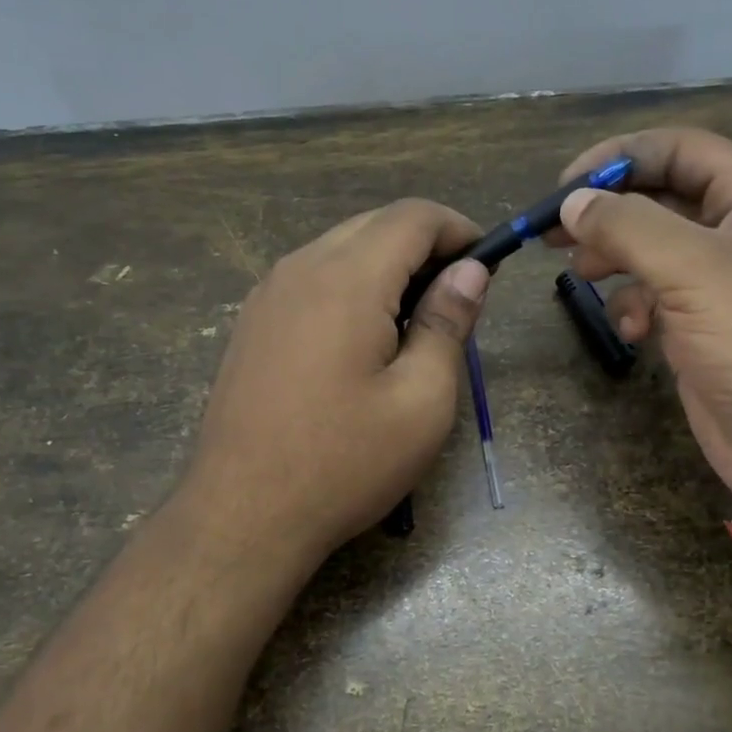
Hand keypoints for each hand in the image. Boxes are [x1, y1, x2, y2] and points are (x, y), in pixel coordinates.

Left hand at [181, 199, 488, 562]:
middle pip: (374, 225)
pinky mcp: (252, 324)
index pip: (413, 217)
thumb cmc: (345, 464)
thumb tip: (470, 271)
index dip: (459, 229)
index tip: (487, 264)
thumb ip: (447, 324)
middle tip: (457, 300)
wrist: (244, 515)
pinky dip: (351, 287)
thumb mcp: (421, 401)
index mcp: (346, 280)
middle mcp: (300, 269)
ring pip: (340, 249)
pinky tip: (364, 340)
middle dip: (425, 247)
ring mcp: (267, 295)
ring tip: (415, 324)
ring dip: (386, 267)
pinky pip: (311, 279)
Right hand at [547, 128, 731, 519]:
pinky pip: (657, 300)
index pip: (680, 149)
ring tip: (583, 278)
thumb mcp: (695, 271)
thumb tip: (572, 203)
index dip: (619, 157)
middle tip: (553, 234)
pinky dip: (634, 307)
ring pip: (653, 251)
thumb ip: (628, 227)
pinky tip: (631, 332)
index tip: (564, 187)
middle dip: (608, 212)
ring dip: (615, 261)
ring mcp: (724, 286)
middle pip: (661, 198)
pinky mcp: (706, 332)